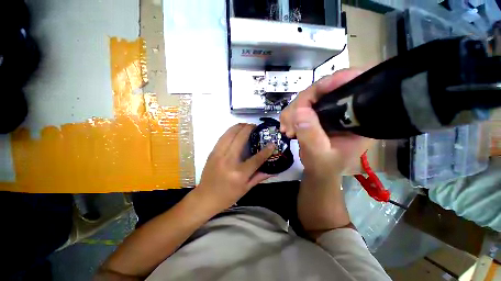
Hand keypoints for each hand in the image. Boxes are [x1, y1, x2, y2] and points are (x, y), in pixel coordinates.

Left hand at [196, 123, 274, 212]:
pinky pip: (222, 138)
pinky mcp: (212, 153)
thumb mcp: (246, 189)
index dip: (266, 150)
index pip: (256, 159)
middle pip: (240, 139)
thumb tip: (274, 171)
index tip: (272, 143)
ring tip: (246, 125)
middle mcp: (229, 161)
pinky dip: (230, 131)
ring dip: (238, 127)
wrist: (205, 197)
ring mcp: (219, 155)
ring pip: (229, 134)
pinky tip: (235, 130)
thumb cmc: (228, 196)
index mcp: (239, 173)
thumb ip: (260, 177)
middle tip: (255, 126)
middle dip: (249, 129)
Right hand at [283, 70, 375, 236]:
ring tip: (286, 129)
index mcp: (358, 118)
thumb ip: (311, 137)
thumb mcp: (319, 156)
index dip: (335, 82)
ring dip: (292, 111)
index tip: (311, 94)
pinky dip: (290, 114)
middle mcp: (346, 108)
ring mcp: (329, 109)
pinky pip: (300, 105)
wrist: (318, 170)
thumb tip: (298, 112)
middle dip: (301, 104)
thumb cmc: (325, 166)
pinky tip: (287, 127)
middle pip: (323, 89)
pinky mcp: (317, 112)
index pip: (352, 87)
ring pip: (308, 96)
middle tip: (288, 123)